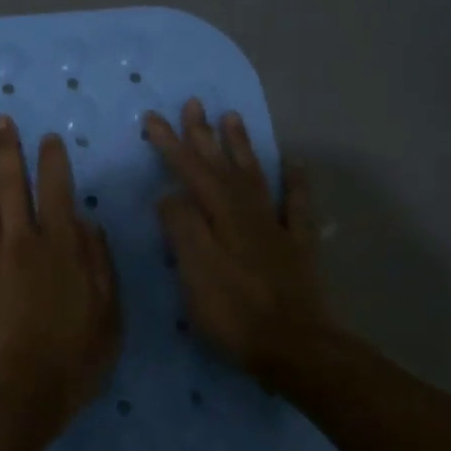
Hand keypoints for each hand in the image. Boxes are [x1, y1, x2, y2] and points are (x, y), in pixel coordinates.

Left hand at [0, 115, 121, 436]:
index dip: (52, 162)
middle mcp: (20, 242)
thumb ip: (99, 265)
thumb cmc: (70, 361)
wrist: (13, 394)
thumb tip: (87, 222)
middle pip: (11, 186)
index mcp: (60, 248)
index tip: (48, 138)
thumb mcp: (108, 316)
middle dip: (7, 149)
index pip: (56, 192)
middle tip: (0, 119)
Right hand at [147, 99, 330, 389]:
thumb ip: (182, 227)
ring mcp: (276, 227)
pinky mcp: (297, 247)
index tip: (153, 118)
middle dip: (204, 135)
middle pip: (222, 166)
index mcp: (220, 216)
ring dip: (242, 147)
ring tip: (232, 118)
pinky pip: (297, 206)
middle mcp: (249, 212)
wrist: (294, 347)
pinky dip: (296, 183)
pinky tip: (295, 165)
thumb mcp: (195, 270)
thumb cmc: (235, 313)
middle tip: (193, 103)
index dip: (171, 144)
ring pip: (255, 176)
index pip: (190, 171)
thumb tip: (170, 195)